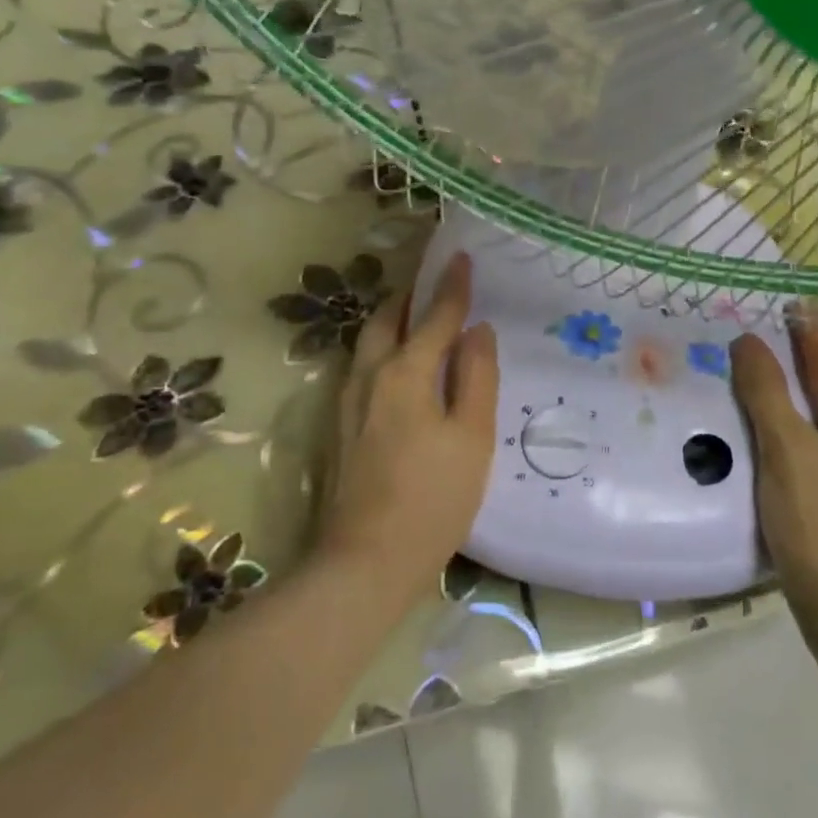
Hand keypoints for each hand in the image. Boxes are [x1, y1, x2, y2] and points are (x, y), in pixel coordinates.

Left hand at [317, 252, 498, 604]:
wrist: (366, 561)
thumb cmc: (434, 499)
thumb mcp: (472, 437)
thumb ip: (477, 377)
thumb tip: (477, 331)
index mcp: (406, 373)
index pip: (434, 316)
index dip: (451, 286)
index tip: (460, 257)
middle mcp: (370, 376)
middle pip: (387, 319)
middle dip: (410, 294)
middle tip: (434, 279)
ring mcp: (347, 402)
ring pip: (368, 342)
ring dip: (392, 318)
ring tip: (416, 314)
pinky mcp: (339, 426)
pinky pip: (362, 366)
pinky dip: (382, 347)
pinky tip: (397, 363)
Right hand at [730, 322, 817, 605]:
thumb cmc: (816, 514)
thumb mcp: (785, 445)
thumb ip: (765, 390)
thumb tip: (747, 340)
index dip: (806, 341)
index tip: (784, 314)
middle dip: (800, 373)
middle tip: (764, 350)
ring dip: (797, 407)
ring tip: (762, 388)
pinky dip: (799, 436)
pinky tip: (773, 438)